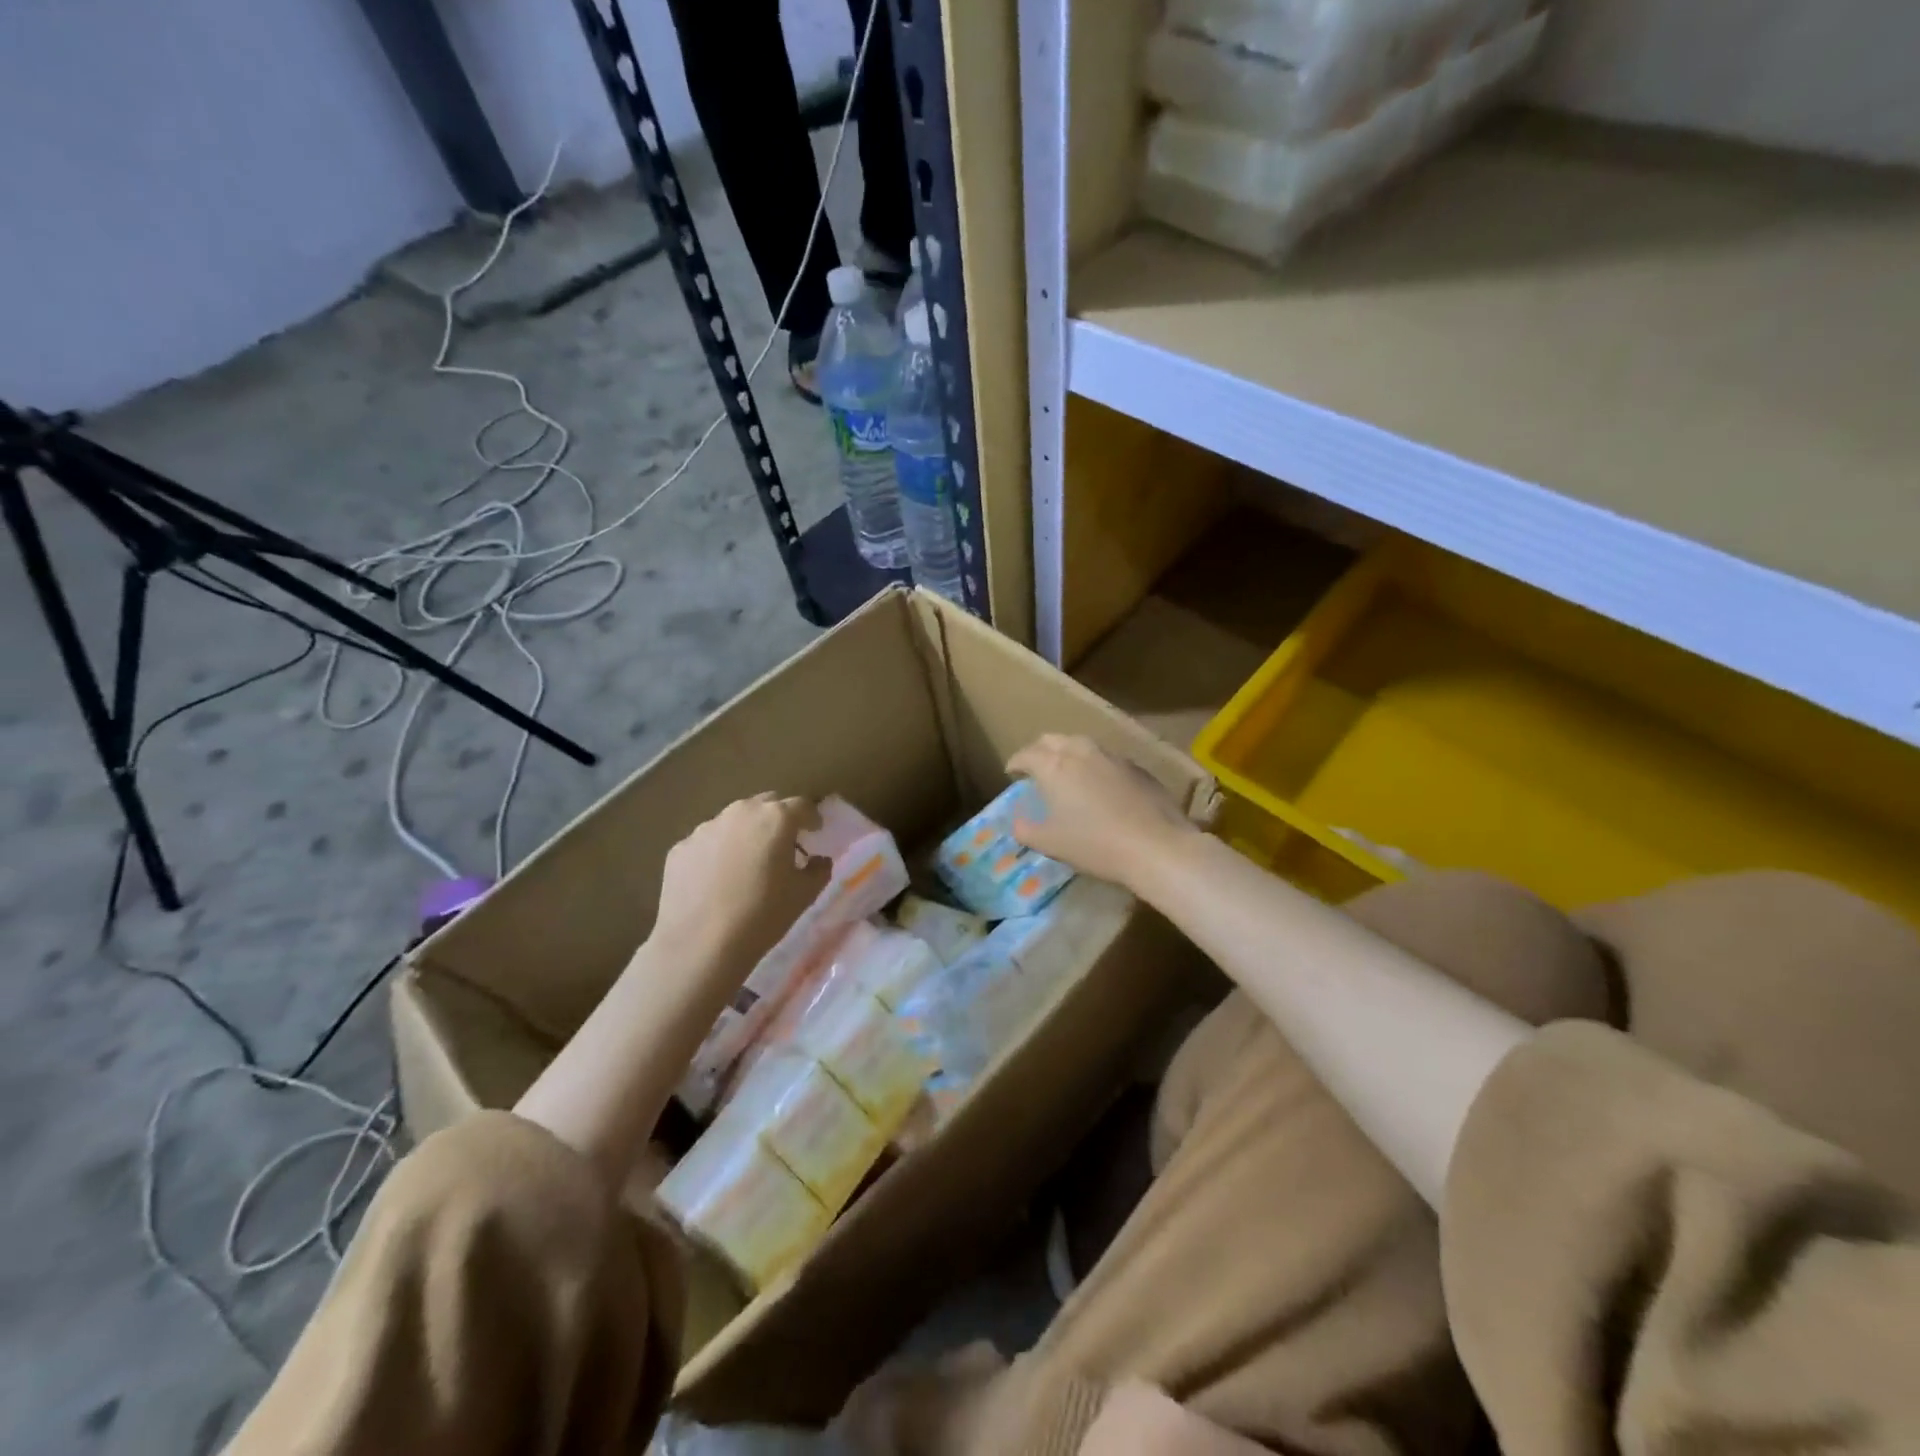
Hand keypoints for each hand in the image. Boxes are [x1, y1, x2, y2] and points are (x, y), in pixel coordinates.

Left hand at [647, 793, 828, 985]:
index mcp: (776, 818)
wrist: (701, 944)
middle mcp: (740, 812)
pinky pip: (707, 842)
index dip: (811, 818)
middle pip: (766, 804)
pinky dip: (717, 852)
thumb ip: (818, 870)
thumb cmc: (763, 915)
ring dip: (746, 834)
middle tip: (782, 845)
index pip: (802, 806)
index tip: (815, 832)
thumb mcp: (804, 895)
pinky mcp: (681, 847)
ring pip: (734, 821)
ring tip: (747, 864)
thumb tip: (817, 859)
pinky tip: (717, 881)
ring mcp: (706, 828)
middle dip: (778, 819)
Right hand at [1005, 734, 1198, 891]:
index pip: (1027, 754)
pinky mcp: (1137, 767)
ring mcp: (1112, 756)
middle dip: (1039, 750)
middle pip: (1053, 740)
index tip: (1011, 772)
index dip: (1015, 762)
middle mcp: (1081, 752)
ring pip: (1082, 745)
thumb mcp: (1050, 843)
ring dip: (1068, 754)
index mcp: (1054, 766)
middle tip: (1035, 768)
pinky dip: (1094, 766)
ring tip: (1067, 773)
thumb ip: (1025, 830)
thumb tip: (1017, 821)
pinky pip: (1106, 759)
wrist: (1156, 846)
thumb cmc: (1095, 844)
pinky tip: (1100, 786)